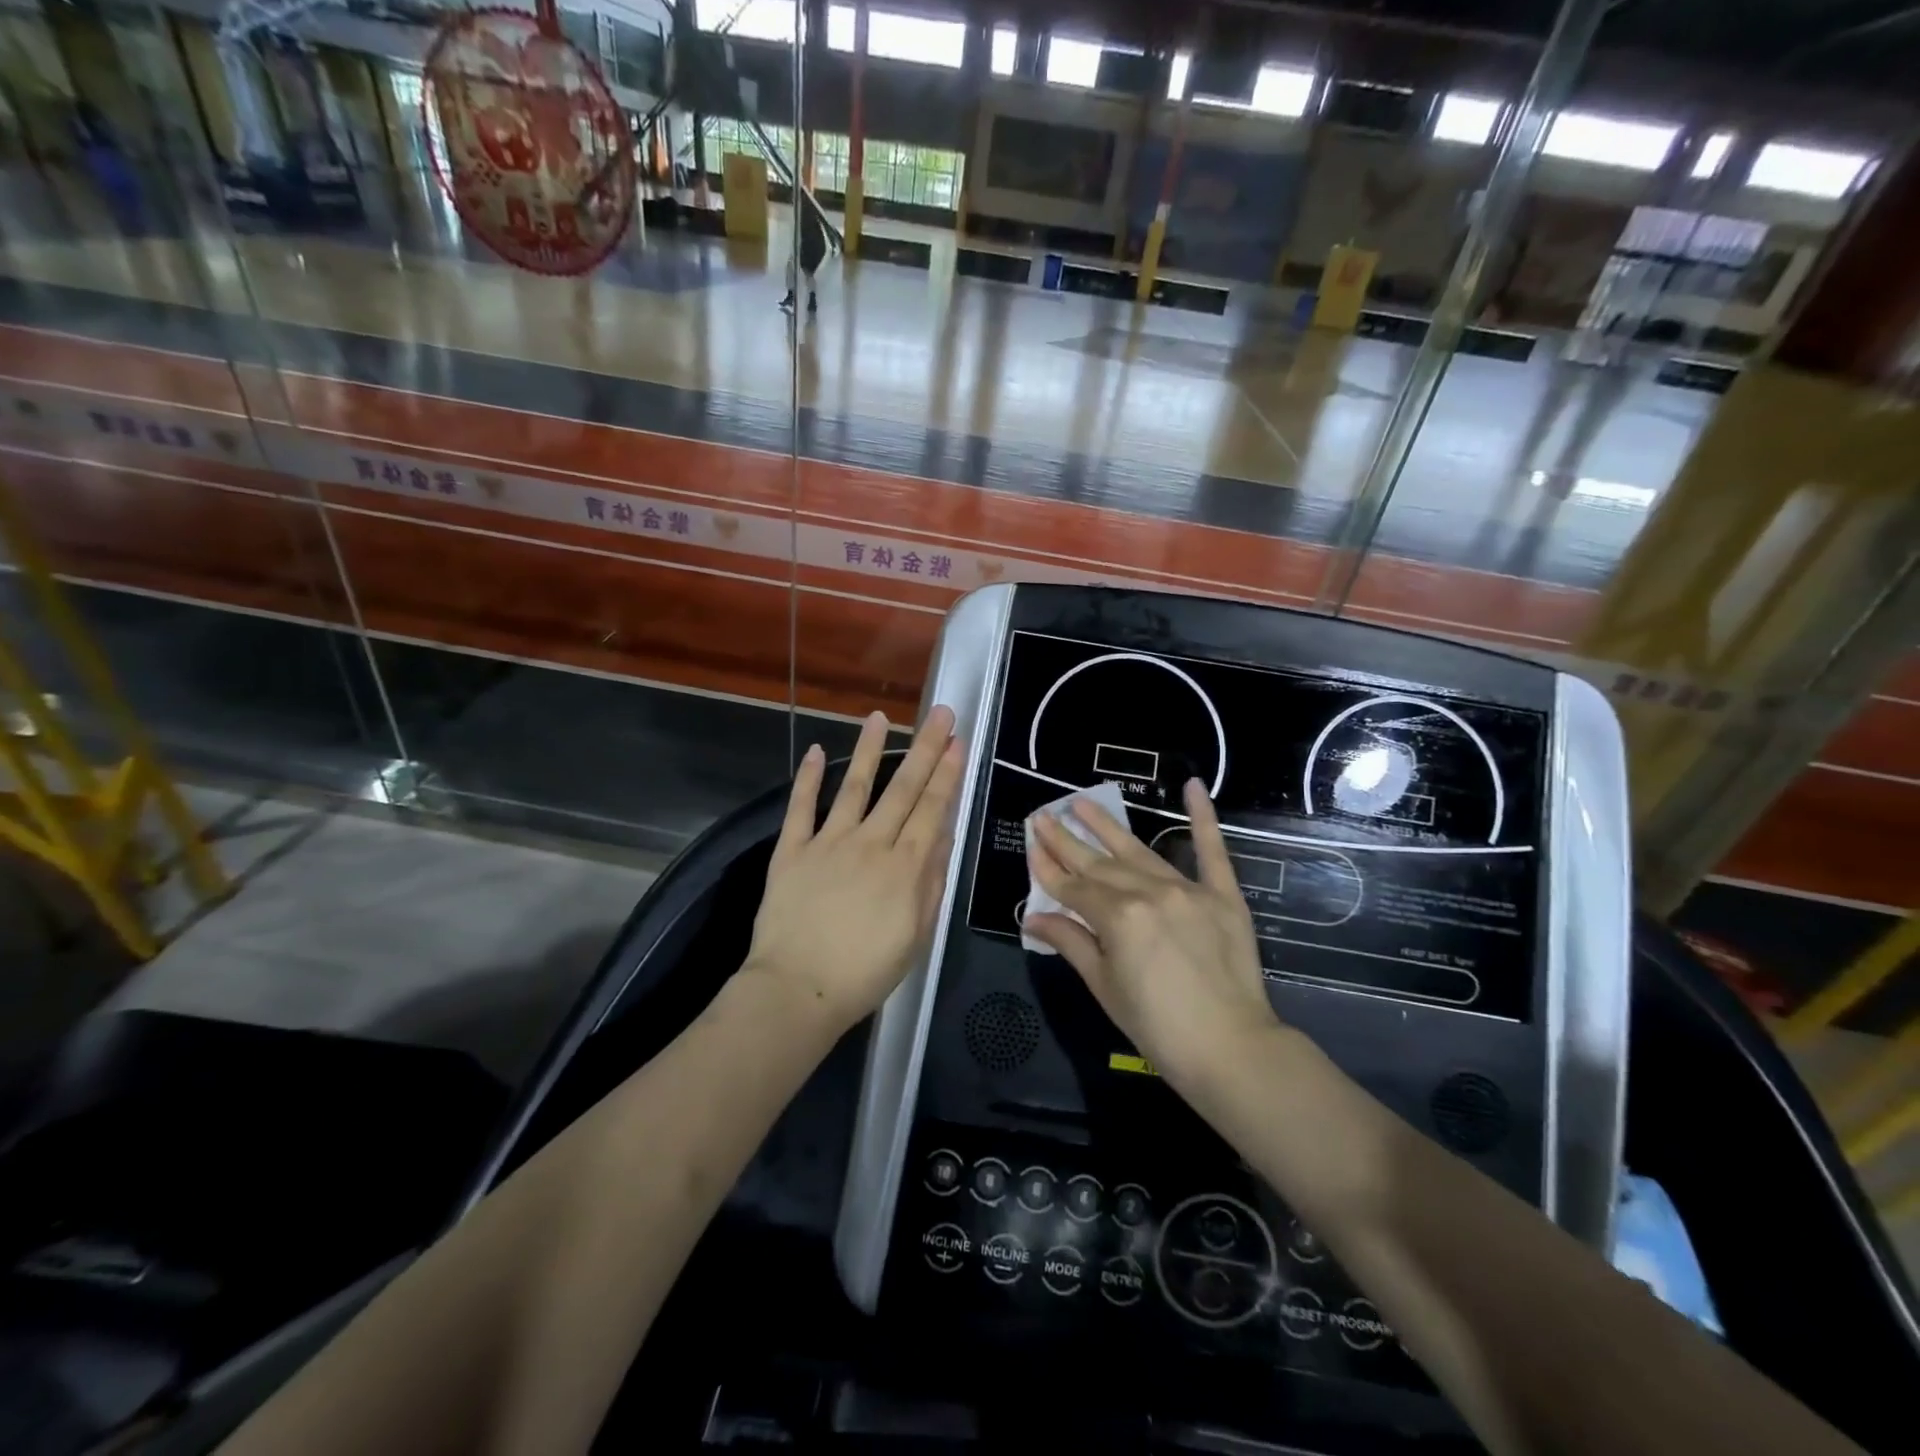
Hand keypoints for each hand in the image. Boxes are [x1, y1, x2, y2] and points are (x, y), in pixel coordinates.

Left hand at [744, 707, 963, 1031]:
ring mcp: (829, 842)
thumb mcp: (916, 935)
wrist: (798, 990)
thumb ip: (931, 882)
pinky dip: (808, 779)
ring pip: (855, 787)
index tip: (957, 742)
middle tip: (939, 713)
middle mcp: (871, 844)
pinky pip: (801, 808)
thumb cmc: (865, 973)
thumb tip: (943, 836)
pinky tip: (816, 752)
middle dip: (925, 749)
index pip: (932, 809)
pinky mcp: (792, 851)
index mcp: (905, 867)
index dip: (947, 773)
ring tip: (879, 717)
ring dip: (869, 750)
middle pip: (903, 788)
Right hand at [1024, 780, 1281, 1088]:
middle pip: (1098, 864)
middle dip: (1066, 841)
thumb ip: (1071, 943)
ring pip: (1138, 851)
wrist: (1231, 1048)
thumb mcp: (1105, 987)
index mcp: (1117, 918)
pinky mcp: (1222, 895)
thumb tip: (1033, 916)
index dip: (1048, 869)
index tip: (1031, 846)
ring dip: (1107, 826)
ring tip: (1082, 803)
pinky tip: (1193, 786)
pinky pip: (1212, 850)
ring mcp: (1187, 889)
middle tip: (1043, 816)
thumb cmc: (1157, 1027)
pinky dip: (1204, 817)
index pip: (1073, 887)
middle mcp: (1148, 893)